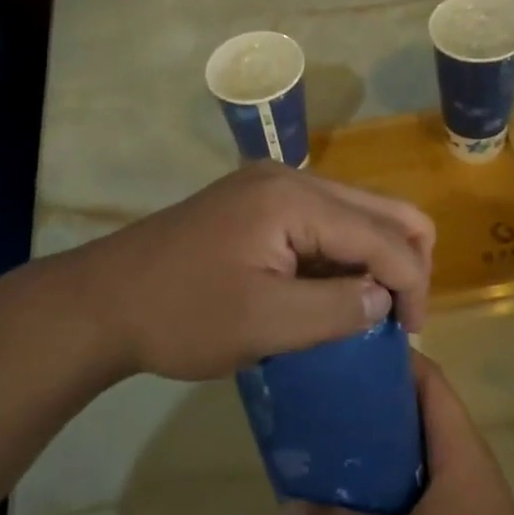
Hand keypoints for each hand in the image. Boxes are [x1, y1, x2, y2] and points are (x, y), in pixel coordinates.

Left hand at [63, 163, 434, 381]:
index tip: (411, 335)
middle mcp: (289, 178)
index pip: (383, 235)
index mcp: (294, 199)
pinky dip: (339, 254)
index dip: (411, 284)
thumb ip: (338, 310)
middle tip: (399, 318)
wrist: (102, 302)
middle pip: (378, 209)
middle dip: (402, 262)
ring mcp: (269, 186)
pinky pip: (320, 222)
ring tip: (368, 311)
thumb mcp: (266, 324)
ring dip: (371, 258)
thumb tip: (385, 298)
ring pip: (352, 214)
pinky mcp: (255, 203)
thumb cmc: (182, 316)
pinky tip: (333, 291)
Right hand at [276, 350, 513, 514]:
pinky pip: (402, 489)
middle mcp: (458, 462)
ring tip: (314, 441)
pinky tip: (335, 499)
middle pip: (409, 410)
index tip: (339, 351)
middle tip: (313, 397)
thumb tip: (283, 506)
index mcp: (458, 447)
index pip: (426, 377)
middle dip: (364, 400)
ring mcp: (453, 498)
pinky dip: (371, 484)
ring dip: (364, 445)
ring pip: (403, 452)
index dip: (387, 357)